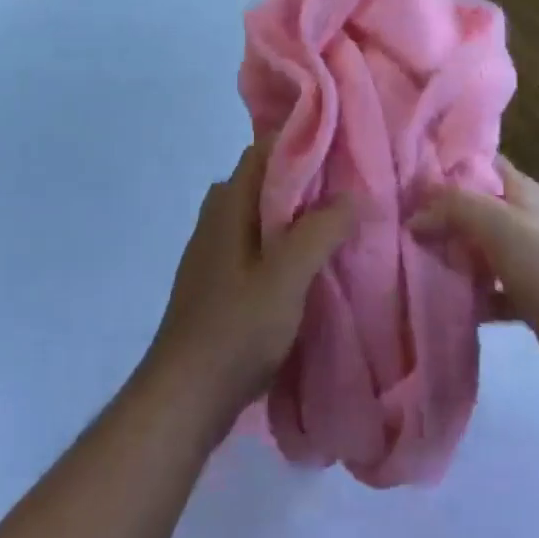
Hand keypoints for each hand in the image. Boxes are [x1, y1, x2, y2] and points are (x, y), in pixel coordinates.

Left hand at [145, 140, 358, 425]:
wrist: (185, 396)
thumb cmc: (236, 329)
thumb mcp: (287, 277)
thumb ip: (320, 231)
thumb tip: (353, 194)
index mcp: (228, 205)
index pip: (263, 149)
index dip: (302, 141)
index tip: (343, 147)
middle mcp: (216, 218)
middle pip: (263, 180)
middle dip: (304, 178)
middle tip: (349, 188)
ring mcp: (213, 251)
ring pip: (259, 214)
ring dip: (294, 213)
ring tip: (336, 224)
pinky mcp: (217, 282)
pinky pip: (255, 243)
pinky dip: (282, 241)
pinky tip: (307, 265)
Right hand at [409, 157, 538, 388]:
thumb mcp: (497, 221)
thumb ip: (453, 208)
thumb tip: (414, 215)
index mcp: (521, 192)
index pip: (481, 163)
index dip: (448, 162)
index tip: (409, 169)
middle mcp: (523, 221)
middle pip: (474, 209)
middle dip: (440, 213)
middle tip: (396, 219)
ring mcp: (526, 261)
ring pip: (478, 252)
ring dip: (450, 256)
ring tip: (406, 259)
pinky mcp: (527, 300)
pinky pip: (488, 293)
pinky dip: (468, 297)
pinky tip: (439, 302)